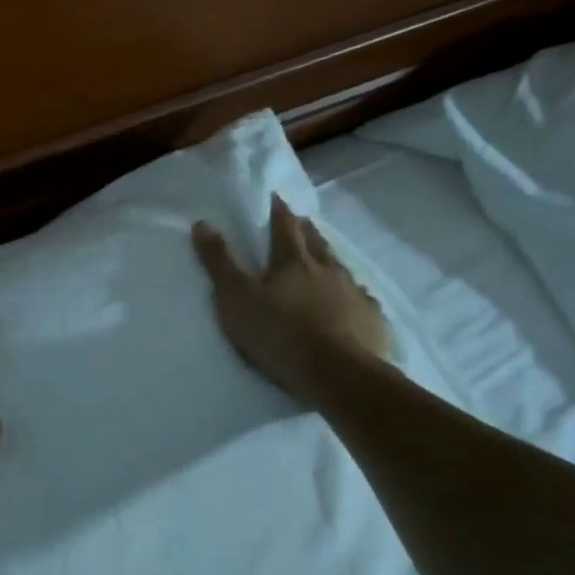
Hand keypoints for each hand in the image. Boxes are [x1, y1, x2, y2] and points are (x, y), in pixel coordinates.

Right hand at [193, 194, 394, 407]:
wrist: (338, 376)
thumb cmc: (280, 335)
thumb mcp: (236, 299)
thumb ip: (220, 262)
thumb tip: (203, 223)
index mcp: (293, 260)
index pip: (284, 225)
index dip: (278, 210)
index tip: (275, 198)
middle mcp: (328, 268)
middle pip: (316, 241)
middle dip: (305, 230)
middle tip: (298, 224)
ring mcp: (354, 293)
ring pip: (340, 267)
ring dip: (329, 260)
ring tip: (323, 260)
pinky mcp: (371, 319)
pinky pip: (361, 299)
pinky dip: (352, 295)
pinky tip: (351, 302)